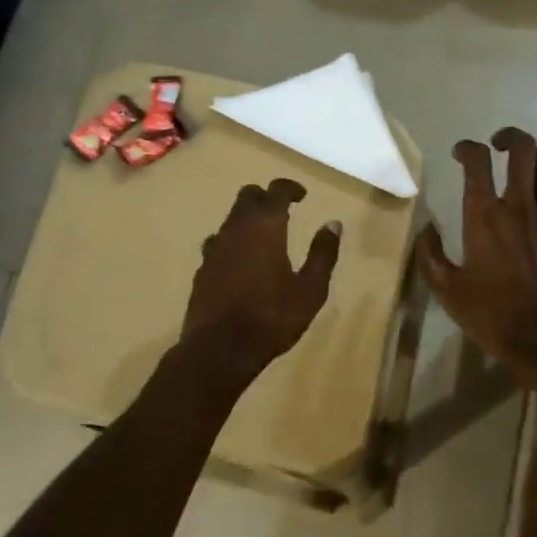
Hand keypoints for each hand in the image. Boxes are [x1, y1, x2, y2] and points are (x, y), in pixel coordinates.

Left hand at [184, 179, 341, 377]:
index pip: (276, 191)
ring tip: (264, 237)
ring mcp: (214, 247)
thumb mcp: (310, 290)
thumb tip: (333, 224)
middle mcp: (236, 228)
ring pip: (231, 218)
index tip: (302, 195)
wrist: (219, 349)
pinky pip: (219, 242)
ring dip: (248, 219)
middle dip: (266, 198)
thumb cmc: (272, 318)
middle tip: (283, 211)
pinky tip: (242, 262)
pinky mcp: (202, 267)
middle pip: (247, 196)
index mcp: (265, 226)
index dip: (290, 188)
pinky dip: (233, 242)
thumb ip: (323, 254)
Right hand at [418, 128, 536, 384]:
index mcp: (484, 217)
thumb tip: (426, 229)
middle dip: (508, 138)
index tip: (460, 153)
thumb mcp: (447, 291)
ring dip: (534, 157)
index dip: (467, 148)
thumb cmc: (493, 316)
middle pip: (523, 149)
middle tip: (497, 146)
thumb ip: (430, 256)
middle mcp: (520, 206)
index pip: (477, 162)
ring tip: (522, 168)